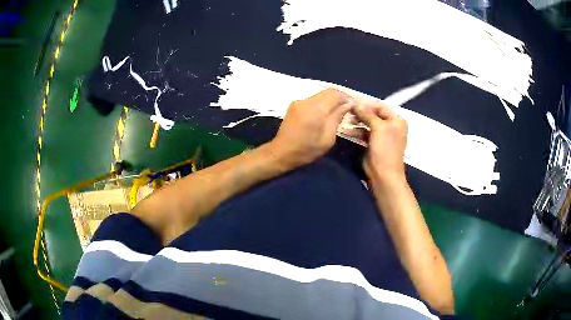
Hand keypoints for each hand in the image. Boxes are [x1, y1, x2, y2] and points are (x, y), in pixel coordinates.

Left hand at [268, 89, 353, 168]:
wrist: (281, 153)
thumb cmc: (306, 150)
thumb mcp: (328, 138)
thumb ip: (337, 118)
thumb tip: (347, 104)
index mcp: (316, 109)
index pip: (335, 94)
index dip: (346, 97)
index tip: (353, 106)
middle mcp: (307, 101)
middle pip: (327, 92)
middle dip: (339, 98)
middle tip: (347, 108)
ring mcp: (299, 102)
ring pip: (320, 95)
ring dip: (330, 100)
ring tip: (338, 111)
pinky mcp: (295, 105)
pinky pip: (313, 100)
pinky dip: (322, 103)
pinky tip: (325, 113)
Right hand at [352, 100, 407, 185]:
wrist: (384, 174)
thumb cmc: (385, 149)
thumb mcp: (379, 128)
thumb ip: (368, 114)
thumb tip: (356, 103)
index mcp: (396, 120)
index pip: (380, 106)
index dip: (367, 104)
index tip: (352, 103)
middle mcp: (390, 126)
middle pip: (374, 114)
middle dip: (361, 113)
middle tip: (347, 111)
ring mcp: (381, 135)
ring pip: (367, 123)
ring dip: (357, 122)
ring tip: (346, 121)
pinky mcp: (373, 143)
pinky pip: (364, 133)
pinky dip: (356, 131)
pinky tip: (347, 131)